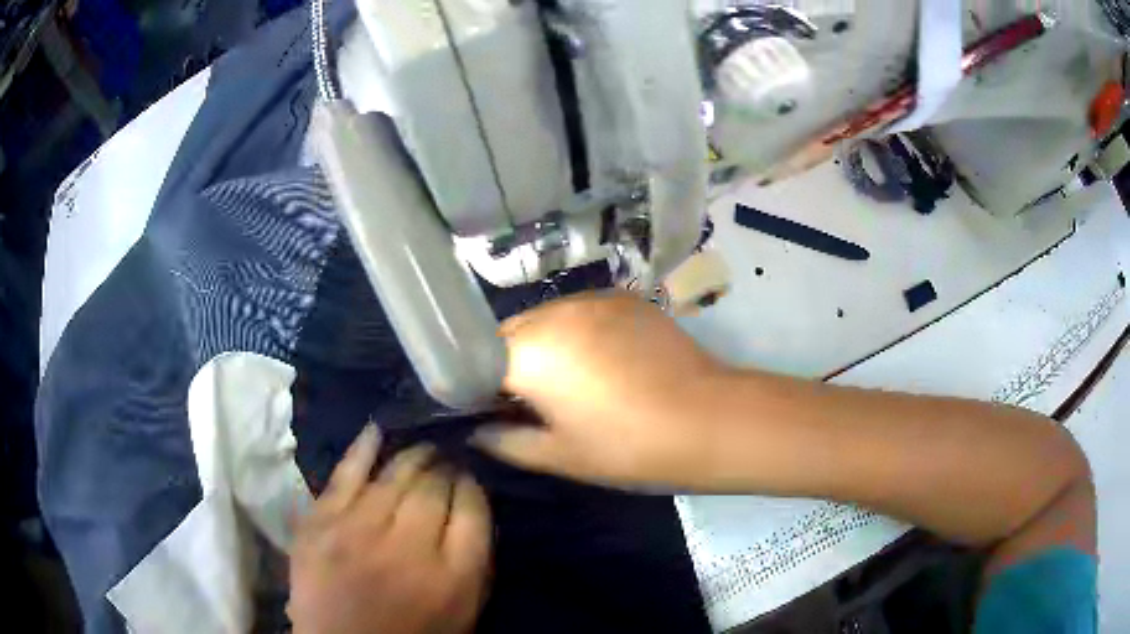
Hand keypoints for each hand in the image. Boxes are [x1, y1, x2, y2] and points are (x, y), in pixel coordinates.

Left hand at [289, 426, 492, 633]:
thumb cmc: (413, 633)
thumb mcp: (464, 610)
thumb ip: (474, 561)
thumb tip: (474, 506)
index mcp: (453, 576)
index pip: (473, 509)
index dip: (472, 486)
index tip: (469, 480)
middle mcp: (408, 547)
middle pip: (435, 486)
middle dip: (445, 468)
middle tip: (446, 462)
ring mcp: (359, 530)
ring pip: (396, 474)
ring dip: (414, 456)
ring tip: (422, 450)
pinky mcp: (321, 522)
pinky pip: (347, 473)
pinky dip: (364, 448)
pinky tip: (378, 430)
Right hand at [472, 292, 729, 488]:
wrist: (709, 421)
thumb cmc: (628, 447)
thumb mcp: (559, 455)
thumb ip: (505, 441)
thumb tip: (478, 430)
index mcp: (532, 350)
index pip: (477, 356)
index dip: (479, 384)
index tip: (493, 410)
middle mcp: (556, 311)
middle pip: (511, 332)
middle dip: (510, 363)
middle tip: (532, 401)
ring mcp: (595, 299)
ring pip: (545, 319)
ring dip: (544, 345)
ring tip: (572, 381)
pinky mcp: (626, 298)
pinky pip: (581, 312)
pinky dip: (576, 334)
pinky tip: (605, 363)